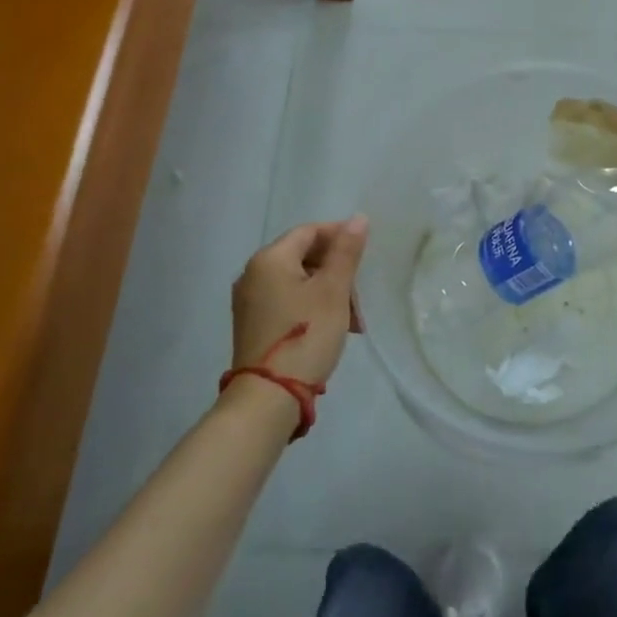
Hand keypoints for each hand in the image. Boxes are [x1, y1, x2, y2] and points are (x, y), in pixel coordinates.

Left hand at [231, 217, 368, 390]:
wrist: (268, 398)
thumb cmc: (305, 335)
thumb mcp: (333, 290)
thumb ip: (346, 251)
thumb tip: (357, 218)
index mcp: (269, 259)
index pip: (309, 231)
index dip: (340, 236)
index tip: (366, 254)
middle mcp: (253, 274)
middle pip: (304, 256)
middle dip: (337, 270)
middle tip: (360, 295)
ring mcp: (250, 302)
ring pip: (298, 281)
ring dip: (328, 292)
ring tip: (353, 320)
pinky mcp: (253, 325)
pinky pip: (287, 301)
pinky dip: (312, 306)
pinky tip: (331, 328)